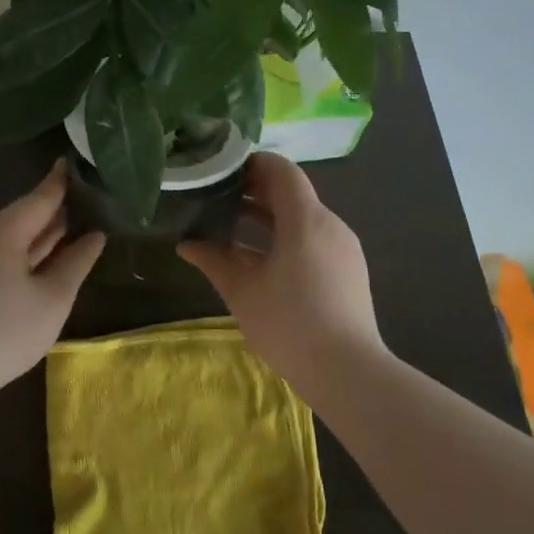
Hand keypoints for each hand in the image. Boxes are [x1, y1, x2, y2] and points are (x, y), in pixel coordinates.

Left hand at [0, 159, 104, 394]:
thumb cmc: (7, 330)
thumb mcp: (53, 298)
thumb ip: (77, 263)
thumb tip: (96, 236)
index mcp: (3, 231)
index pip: (40, 197)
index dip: (62, 181)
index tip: (79, 160)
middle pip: (24, 215)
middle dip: (55, 208)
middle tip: (88, 196)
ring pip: (12, 237)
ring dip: (41, 233)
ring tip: (74, 225)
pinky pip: (0, 255)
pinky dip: (26, 252)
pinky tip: (45, 260)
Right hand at [178, 153, 382, 378]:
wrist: (347, 371)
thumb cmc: (289, 323)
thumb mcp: (242, 291)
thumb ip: (214, 261)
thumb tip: (186, 244)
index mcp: (306, 220)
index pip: (282, 171)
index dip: (253, 163)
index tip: (223, 167)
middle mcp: (330, 225)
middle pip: (293, 193)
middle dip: (256, 190)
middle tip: (219, 194)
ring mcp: (343, 248)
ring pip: (303, 217)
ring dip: (270, 215)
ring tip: (234, 223)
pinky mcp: (348, 270)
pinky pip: (314, 239)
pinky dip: (287, 236)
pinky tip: (262, 257)